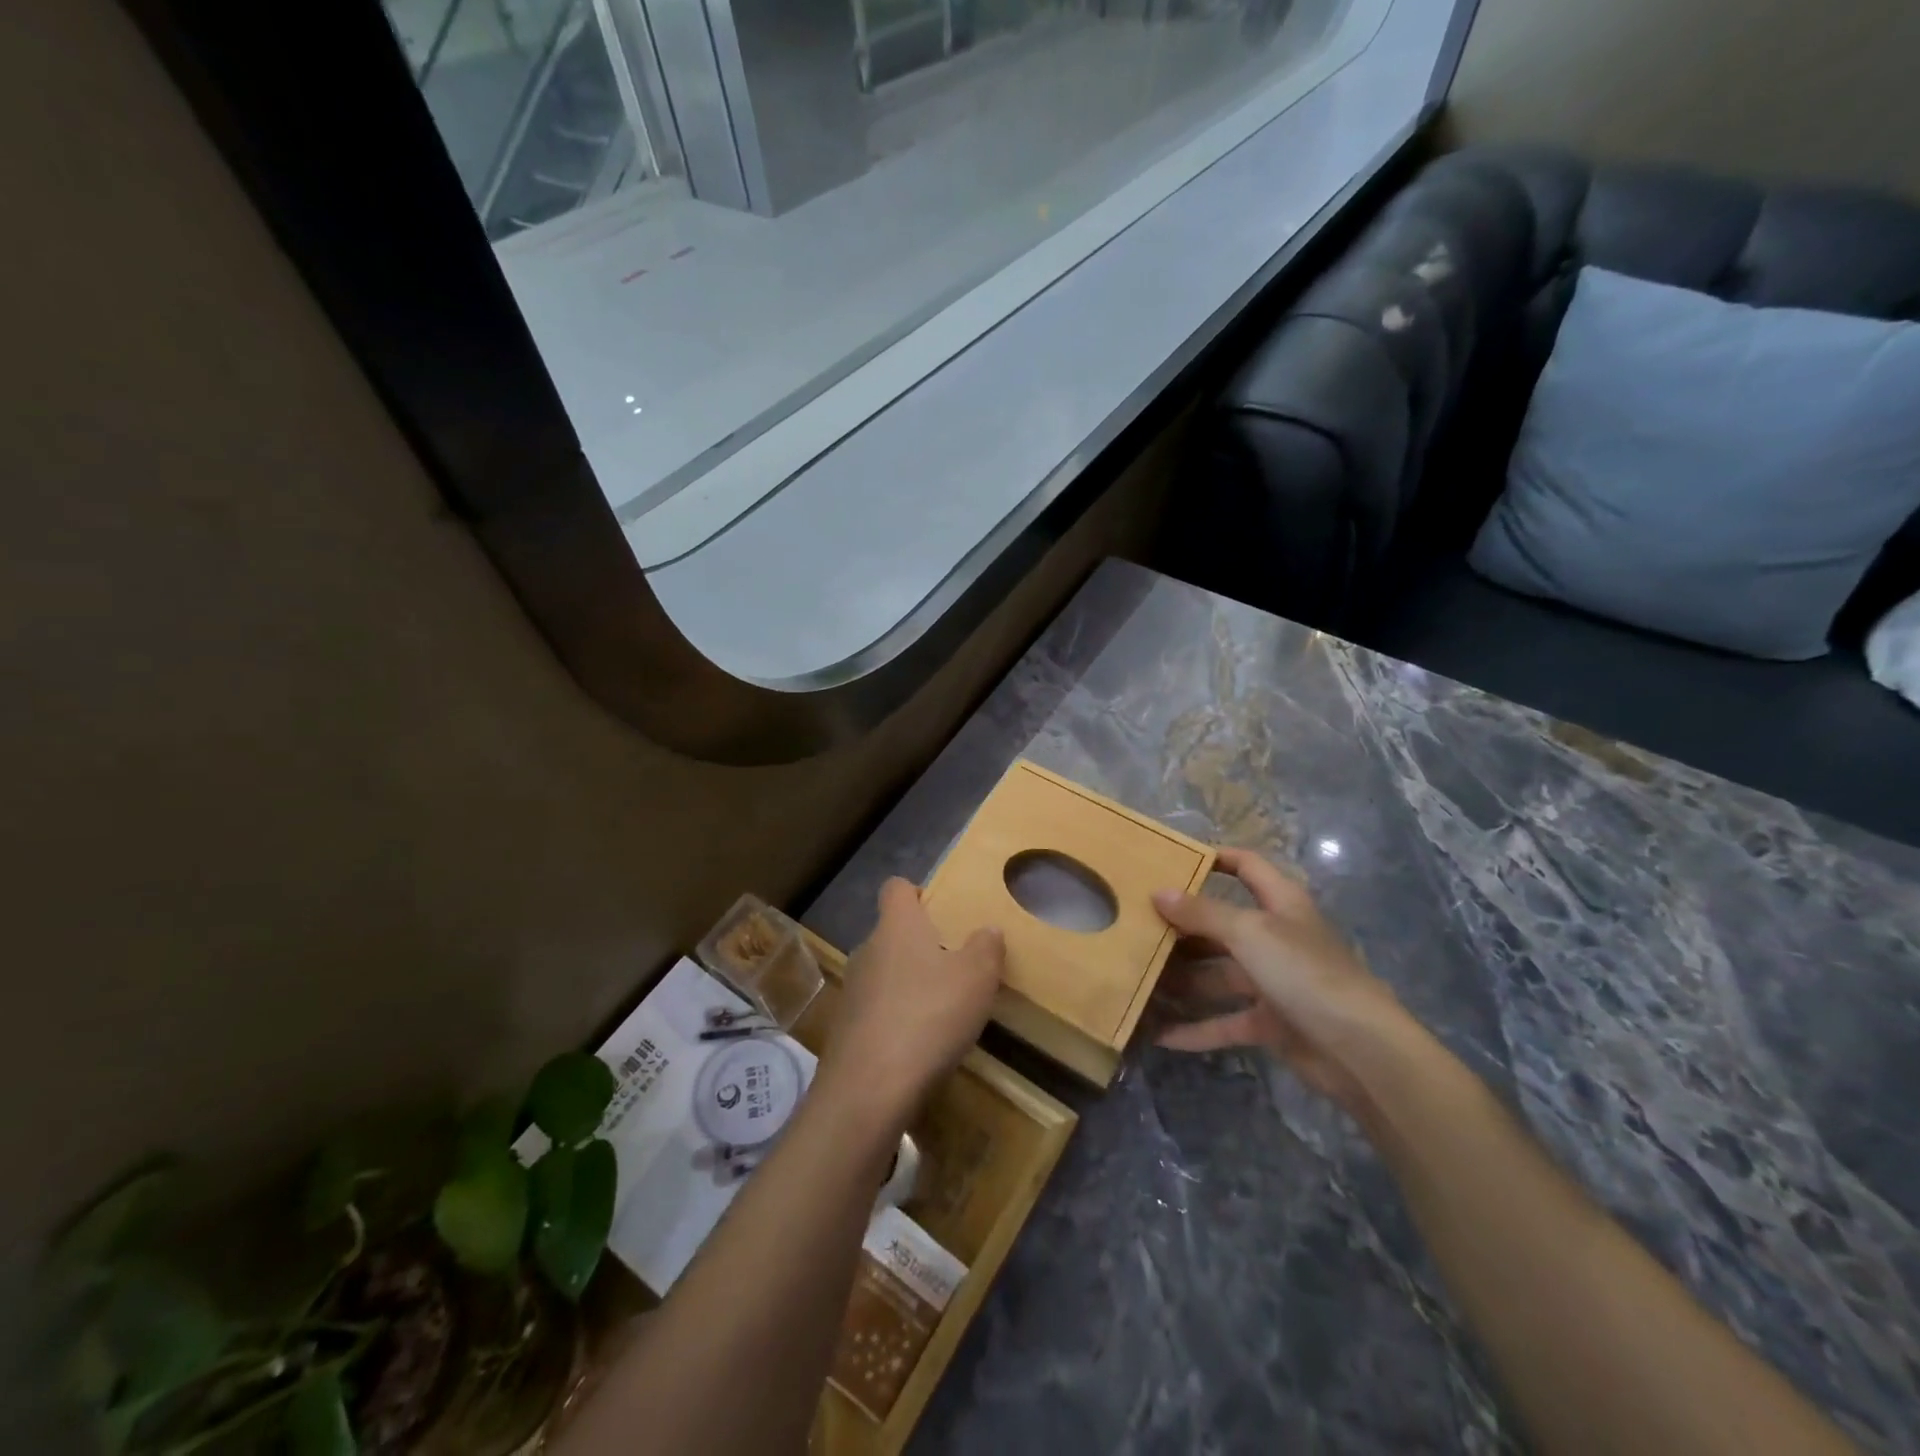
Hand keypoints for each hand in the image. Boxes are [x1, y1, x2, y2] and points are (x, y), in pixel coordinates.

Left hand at [823, 879, 1003, 1121]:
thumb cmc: (929, 1015)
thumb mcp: (977, 978)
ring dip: (909, 983)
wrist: (869, 1089)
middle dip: (920, 944)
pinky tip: (920, 1044)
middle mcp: (867, 949)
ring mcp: (852, 990)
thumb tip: (987, 930)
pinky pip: (876, 1010)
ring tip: (942, 1009)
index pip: (896, 888)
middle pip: (892, 933)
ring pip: (884, 973)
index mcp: (896, 926)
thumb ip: (986, 947)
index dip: (918, 892)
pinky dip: (897, 1018)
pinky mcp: (846, 1029)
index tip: (942, 910)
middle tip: (955, 965)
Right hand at [1152, 848, 1409, 1116]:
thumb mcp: (1250, 933)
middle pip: (1221, 925)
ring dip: (1181, 981)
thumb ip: (1202, 913)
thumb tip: (1159, 892)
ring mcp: (1273, 982)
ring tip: (1137, 981)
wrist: (1360, 1050)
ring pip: (1216, 975)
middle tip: (1136, 928)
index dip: (1215, 858)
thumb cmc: (1305, 972)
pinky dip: (1195, 1028)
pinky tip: (1158, 1033)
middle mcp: (1275, 938)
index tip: (1172, 860)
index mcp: (1280, 904)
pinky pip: (1224, 1022)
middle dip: (1182, 928)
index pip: (1246, 866)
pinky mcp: (1270, 1023)